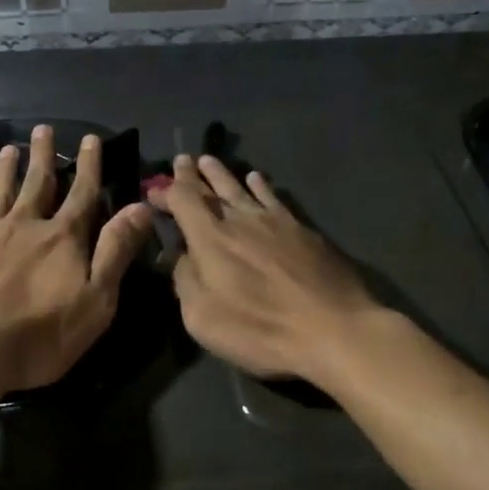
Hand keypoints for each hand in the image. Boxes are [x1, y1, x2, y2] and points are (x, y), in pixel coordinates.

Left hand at [0, 126, 153, 393]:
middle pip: (38, 184)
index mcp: (62, 238)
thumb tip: (141, 207)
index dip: (89, 166)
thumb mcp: (97, 299)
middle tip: (43, 129)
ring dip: (4, 171)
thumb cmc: (39, 335)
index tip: (90, 139)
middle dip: (43, 157)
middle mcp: (24, 226)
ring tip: (8, 149)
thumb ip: (116, 251)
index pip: (82, 194)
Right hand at [152, 155, 385, 385]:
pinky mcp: (302, 229)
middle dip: (192, 175)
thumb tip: (182, 257)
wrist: (333, 328)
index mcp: (211, 239)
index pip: (183, 201)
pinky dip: (261, 185)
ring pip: (241, 188)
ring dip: (222, 174)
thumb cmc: (261, 330)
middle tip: (182, 160)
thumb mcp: (203, 318)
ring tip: (210, 161)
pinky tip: (257, 178)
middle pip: (211, 189)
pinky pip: (274, 197)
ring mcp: (274, 221)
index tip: (155, 188)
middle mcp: (240, 220)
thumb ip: (186, 281)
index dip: (167, 192)